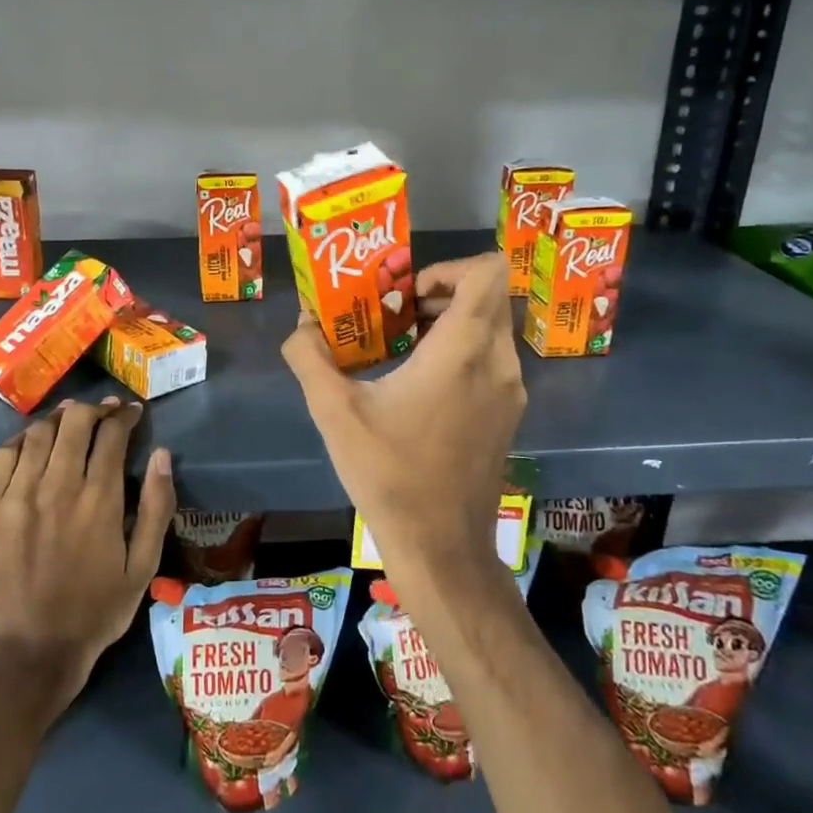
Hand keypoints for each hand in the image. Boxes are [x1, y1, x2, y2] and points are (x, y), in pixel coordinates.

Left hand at [0, 398, 175, 710]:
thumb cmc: (96, 610)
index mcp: (100, 500)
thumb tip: (162, 455)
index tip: (132, 413)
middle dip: (94, 410)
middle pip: (75, 423)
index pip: (112, 435)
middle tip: (104, 413)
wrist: (31, 649)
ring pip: (38, 433)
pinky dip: (20, 440)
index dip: (124, 416)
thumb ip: (158, 508)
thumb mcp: (143, 566)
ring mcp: (18, 495)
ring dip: (59, 419)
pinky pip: (2, 456)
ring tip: (70, 421)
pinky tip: (31, 444)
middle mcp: (59, 487)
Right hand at [282, 252, 524, 577]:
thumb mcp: (334, 411)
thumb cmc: (389, 474)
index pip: (488, 271)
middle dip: (439, 293)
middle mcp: (497, 362)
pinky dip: (459, 352)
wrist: (441, 547)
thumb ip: (311, 357)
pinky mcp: (508, 414)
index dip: (448, 266)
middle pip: (487, 297)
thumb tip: (302, 324)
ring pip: (490, 328)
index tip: (405, 291)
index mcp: (462, 350)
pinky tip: (416, 383)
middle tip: (392, 312)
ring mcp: (509, 390)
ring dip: (448, 323)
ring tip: (398, 345)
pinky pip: (490, 359)